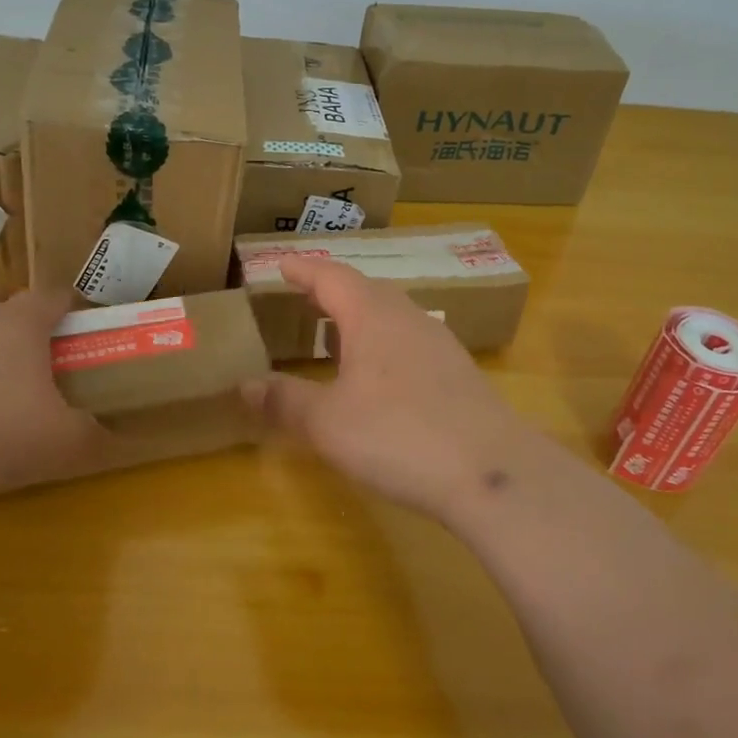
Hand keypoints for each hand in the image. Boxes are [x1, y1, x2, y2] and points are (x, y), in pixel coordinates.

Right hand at [243, 257, 551, 521]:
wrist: (492, 472)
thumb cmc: (399, 435)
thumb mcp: (329, 423)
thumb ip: (285, 401)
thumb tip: (245, 385)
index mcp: (373, 316)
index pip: (331, 276)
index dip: (303, 269)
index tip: (280, 265)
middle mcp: (408, 318)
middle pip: (365, 290)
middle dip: (330, 291)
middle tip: (302, 298)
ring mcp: (439, 344)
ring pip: (391, 316)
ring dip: (358, 319)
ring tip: (334, 335)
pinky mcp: (458, 374)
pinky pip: (409, 342)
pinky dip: (381, 345)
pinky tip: (377, 376)